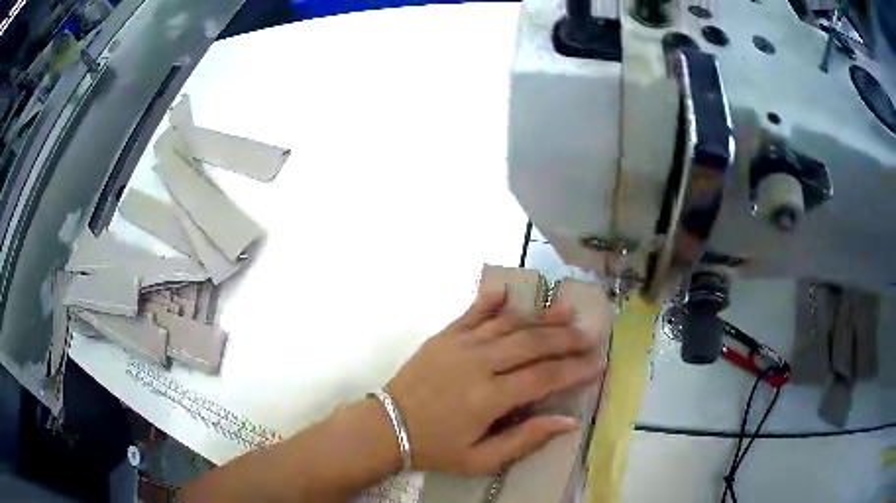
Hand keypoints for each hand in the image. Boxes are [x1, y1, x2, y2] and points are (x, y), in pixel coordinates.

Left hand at [385, 291, 603, 474]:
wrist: (386, 426)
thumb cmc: (435, 447)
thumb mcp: (481, 459)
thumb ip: (525, 439)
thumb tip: (569, 421)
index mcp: (489, 398)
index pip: (543, 377)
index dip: (574, 370)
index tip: (597, 364)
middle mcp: (479, 364)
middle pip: (532, 344)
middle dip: (565, 339)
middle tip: (589, 336)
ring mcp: (460, 344)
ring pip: (509, 324)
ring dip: (540, 316)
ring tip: (566, 311)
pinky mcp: (444, 335)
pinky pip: (473, 312)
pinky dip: (492, 301)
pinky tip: (509, 292)